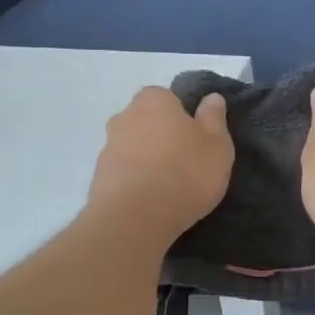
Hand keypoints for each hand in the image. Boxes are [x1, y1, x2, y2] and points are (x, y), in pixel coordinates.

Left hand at [88, 87, 233, 244]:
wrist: (135, 217)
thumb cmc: (185, 173)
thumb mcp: (217, 145)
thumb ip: (214, 118)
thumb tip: (211, 97)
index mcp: (154, 100)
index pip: (168, 98)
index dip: (183, 117)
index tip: (196, 140)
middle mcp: (125, 115)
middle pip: (148, 121)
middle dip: (162, 136)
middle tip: (184, 163)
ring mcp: (107, 146)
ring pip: (133, 147)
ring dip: (147, 160)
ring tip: (167, 187)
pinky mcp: (98, 176)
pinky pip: (123, 172)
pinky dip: (135, 180)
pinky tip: (149, 200)